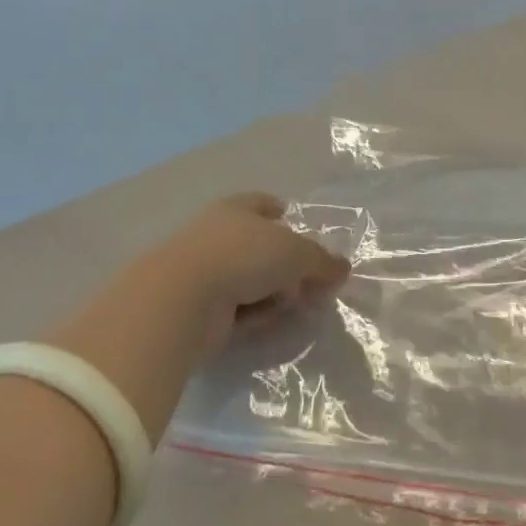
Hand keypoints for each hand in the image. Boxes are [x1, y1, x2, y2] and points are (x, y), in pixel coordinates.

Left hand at [48, 195, 349, 431]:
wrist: (182, 299)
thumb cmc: (243, 257)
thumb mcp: (296, 253)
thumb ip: (322, 261)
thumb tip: (343, 269)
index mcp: (238, 209)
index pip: (261, 203)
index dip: (278, 210)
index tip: (291, 219)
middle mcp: (219, 235)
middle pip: (262, 247)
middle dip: (289, 266)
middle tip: (312, 283)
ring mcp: (205, 272)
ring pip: (252, 280)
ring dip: (273, 293)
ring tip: (288, 305)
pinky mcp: (197, 308)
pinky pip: (236, 309)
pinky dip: (252, 316)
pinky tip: (260, 322)